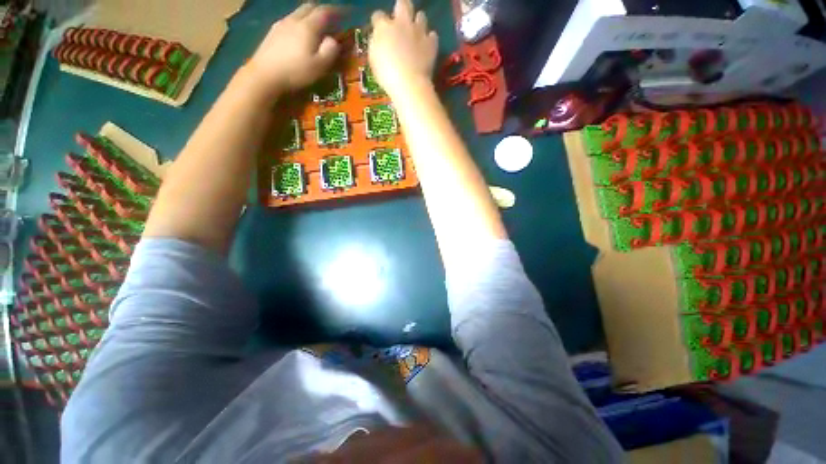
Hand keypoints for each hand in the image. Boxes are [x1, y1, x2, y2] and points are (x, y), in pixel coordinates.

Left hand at [245, 4, 340, 98]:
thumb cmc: (296, 72)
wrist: (265, 74)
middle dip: (323, 10)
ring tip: (317, 27)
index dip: (337, 11)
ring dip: (310, 15)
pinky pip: (290, 20)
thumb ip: (330, 51)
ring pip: (299, 12)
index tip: (347, 13)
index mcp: (308, 27)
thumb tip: (334, 41)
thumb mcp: (319, 66)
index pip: (325, 12)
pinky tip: (300, 33)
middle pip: (310, 7)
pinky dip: (300, 22)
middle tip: (332, 18)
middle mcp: (294, 20)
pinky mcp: (273, 32)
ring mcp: (281, 24)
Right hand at [368, 0, 438, 97]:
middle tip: (400, 22)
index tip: (379, 31)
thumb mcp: (373, 60)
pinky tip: (426, 47)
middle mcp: (402, 23)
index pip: (378, 16)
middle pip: (403, 4)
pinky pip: (432, 35)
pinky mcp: (431, 44)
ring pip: (421, 16)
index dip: (378, 23)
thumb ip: (376, 44)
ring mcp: (419, 32)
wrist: (409, 84)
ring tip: (416, 35)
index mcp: (384, 27)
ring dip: (418, 23)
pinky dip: (429, 40)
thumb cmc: (387, 75)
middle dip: (401, 10)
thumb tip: (378, 39)